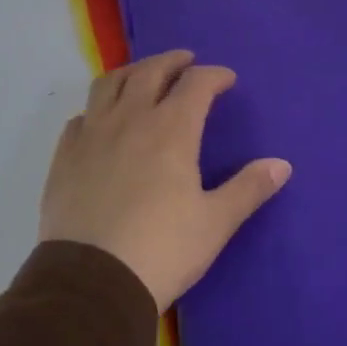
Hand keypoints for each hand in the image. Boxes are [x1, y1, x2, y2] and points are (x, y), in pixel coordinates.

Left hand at [40, 50, 291, 309]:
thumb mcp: (215, 222)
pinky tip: (103, 121)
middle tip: (186, 62)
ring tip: (143, 77)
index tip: (227, 80)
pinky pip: (81, 117)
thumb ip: (249, 188)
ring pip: (109, 85)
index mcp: (171, 130)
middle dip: (172, 61)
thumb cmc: (162, 249)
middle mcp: (130, 120)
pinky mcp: (64, 158)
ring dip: (132, 72)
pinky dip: (98, 109)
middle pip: (150, 72)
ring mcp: (92, 136)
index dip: (215, 76)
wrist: (92, 284)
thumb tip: (282, 164)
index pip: (196, 84)